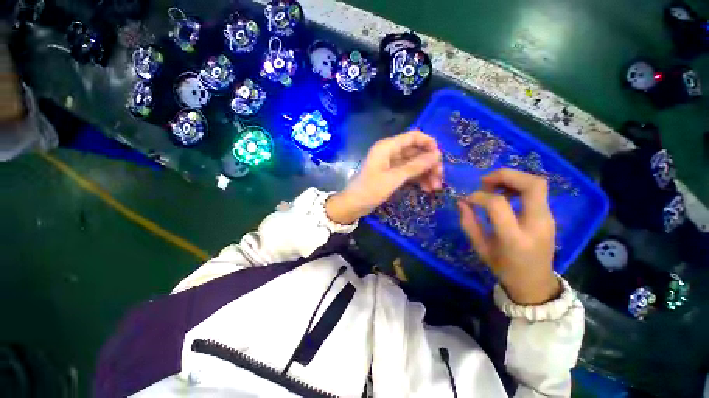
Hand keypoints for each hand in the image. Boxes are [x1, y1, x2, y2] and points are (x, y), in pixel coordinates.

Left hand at [326, 130, 442, 224]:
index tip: (441, 157)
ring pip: (413, 163)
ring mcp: (391, 164)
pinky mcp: (391, 174)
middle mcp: (390, 152)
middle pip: (415, 151)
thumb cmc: (370, 190)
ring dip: (425, 173)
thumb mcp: (393, 179)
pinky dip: (417, 179)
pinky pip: (408, 173)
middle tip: (440, 178)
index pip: (412, 137)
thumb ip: (415, 166)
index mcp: (387, 147)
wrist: (353, 205)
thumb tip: (436, 155)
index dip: (428, 143)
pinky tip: (427, 189)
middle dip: (429, 163)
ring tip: (436, 187)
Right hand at [457, 169, 559, 304]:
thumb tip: (461, 202)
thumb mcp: (480, 248)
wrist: (535, 283)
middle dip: (505, 176)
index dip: (479, 196)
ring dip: (512, 178)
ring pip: (537, 184)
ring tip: (493, 186)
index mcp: (515, 237)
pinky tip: (504, 194)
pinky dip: (518, 186)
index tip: (468, 199)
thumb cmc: (504, 268)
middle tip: (484, 181)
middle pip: (531, 185)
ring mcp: (547, 219)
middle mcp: (537, 224)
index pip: (498, 204)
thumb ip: (469, 223)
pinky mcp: (549, 216)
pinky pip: (536, 191)